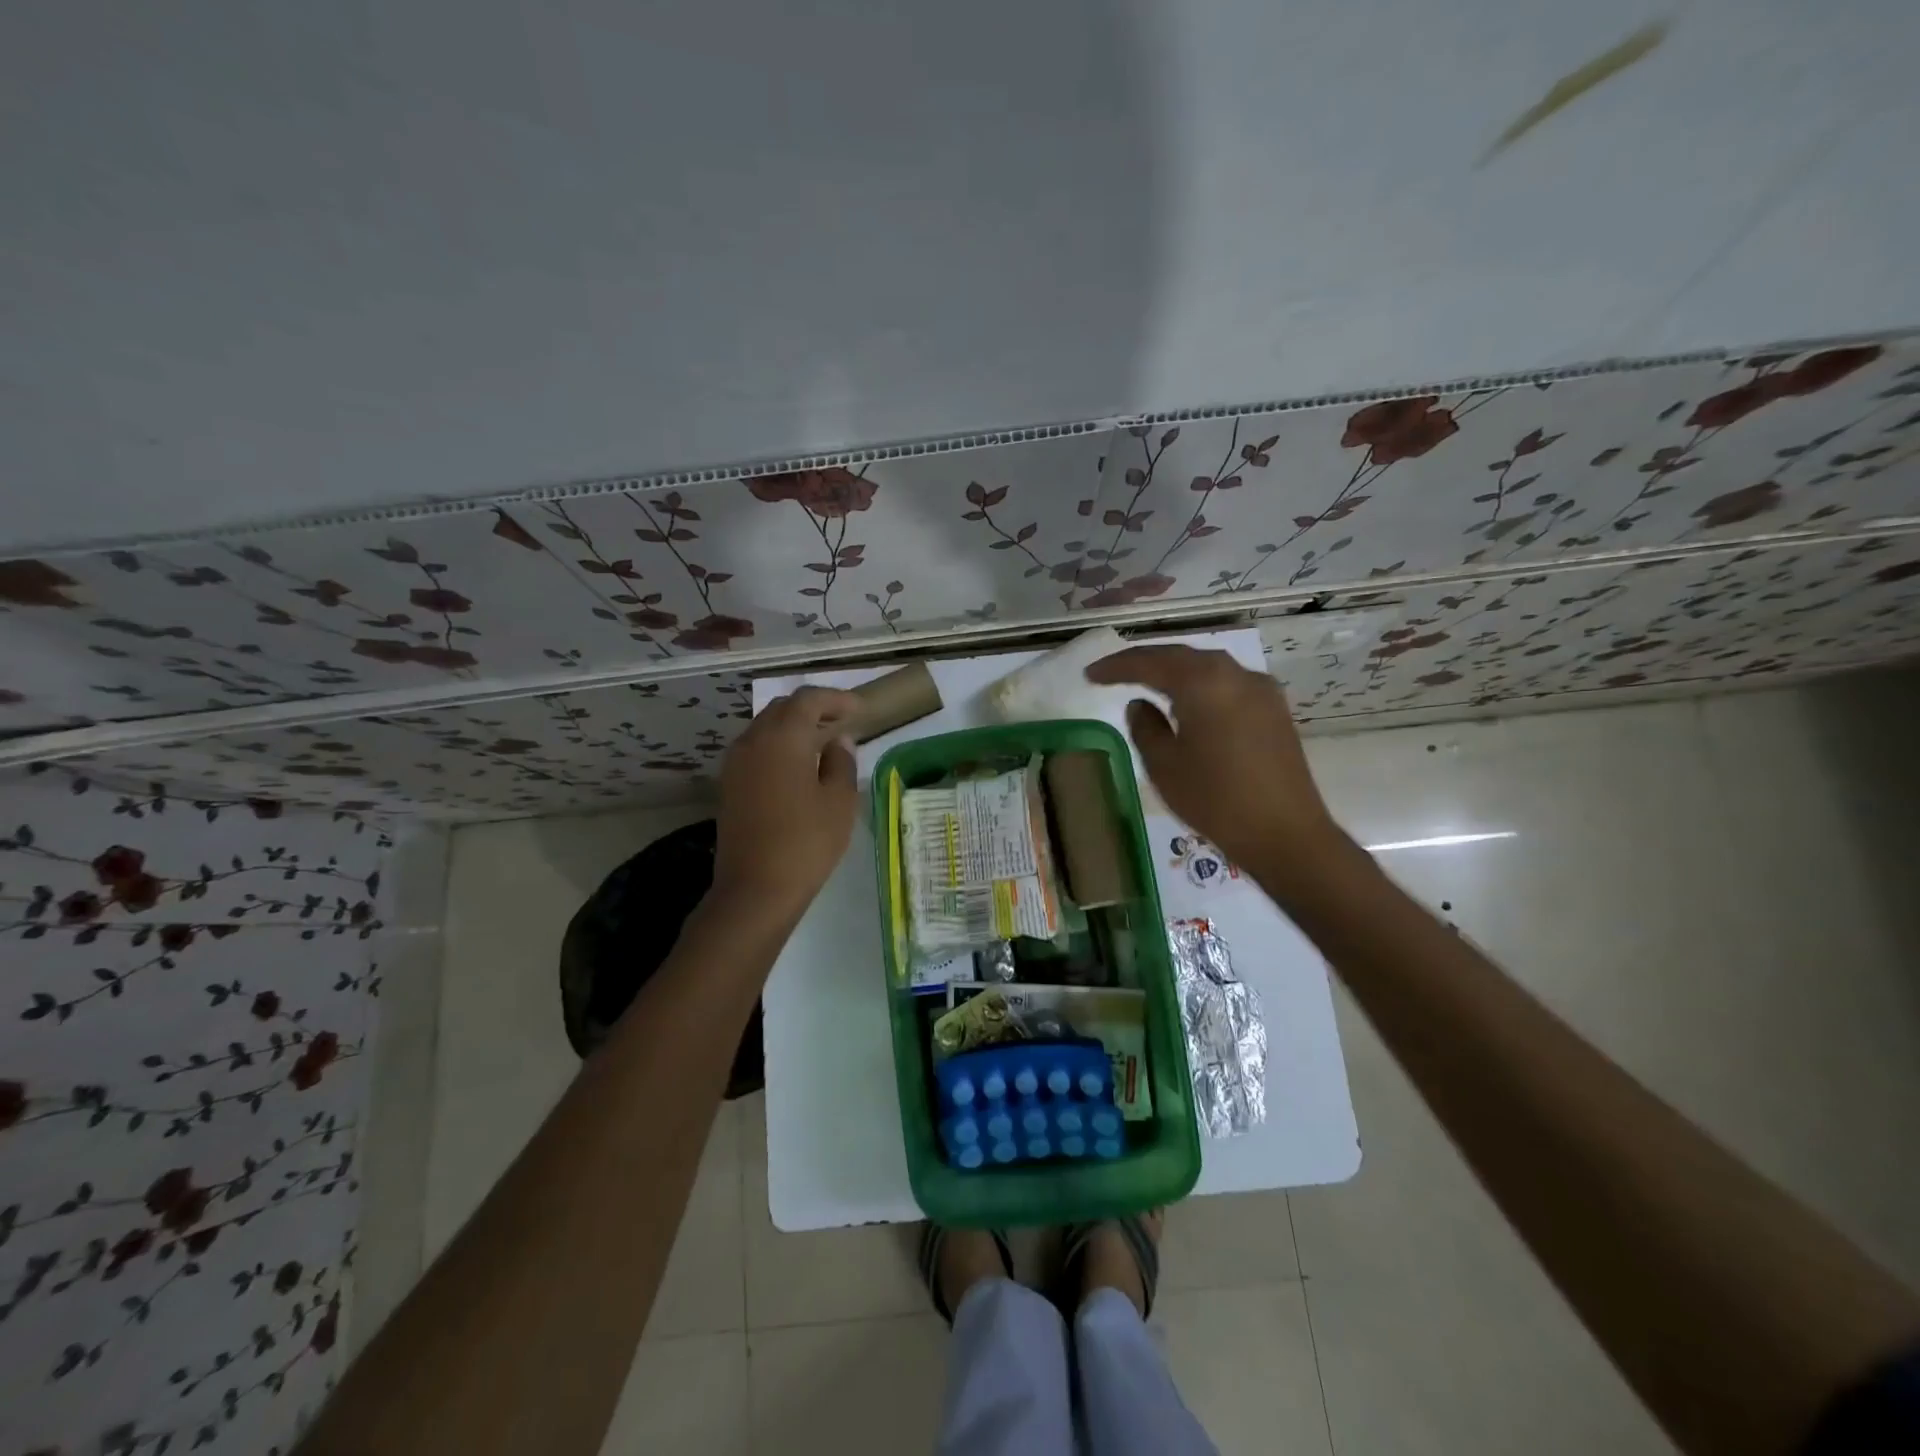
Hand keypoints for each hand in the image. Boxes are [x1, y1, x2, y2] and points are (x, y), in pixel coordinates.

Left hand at [711, 686, 859, 920]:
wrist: (755, 889)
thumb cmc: (806, 842)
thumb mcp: (839, 801)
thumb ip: (842, 762)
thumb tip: (838, 741)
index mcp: (783, 737)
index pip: (808, 699)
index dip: (836, 699)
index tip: (860, 709)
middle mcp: (753, 740)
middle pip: (783, 708)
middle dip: (813, 708)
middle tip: (842, 721)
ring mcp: (735, 763)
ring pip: (766, 728)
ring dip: (794, 727)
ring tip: (823, 743)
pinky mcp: (729, 785)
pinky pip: (756, 749)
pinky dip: (779, 746)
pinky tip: (799, 766)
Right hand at [1085, 645, 1345, 892]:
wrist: (1285, 833)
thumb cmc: (1215, 800)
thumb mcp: (1164, 766)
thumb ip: (1145, 727)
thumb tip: (1140, 704)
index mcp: (1202, 682)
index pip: (1150, 663)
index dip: (1116, 667)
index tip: (1090, 674)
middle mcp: (1234, 674)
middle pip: (1181, 656)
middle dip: (1145, 662)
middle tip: (1112, 672)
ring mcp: (1260, 689)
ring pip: (1207, 666)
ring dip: (1174, 670)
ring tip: (1146, 681)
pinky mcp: (1274, 709)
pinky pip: (1227, 683)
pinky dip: (1200, 684)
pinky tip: (1188, 700)